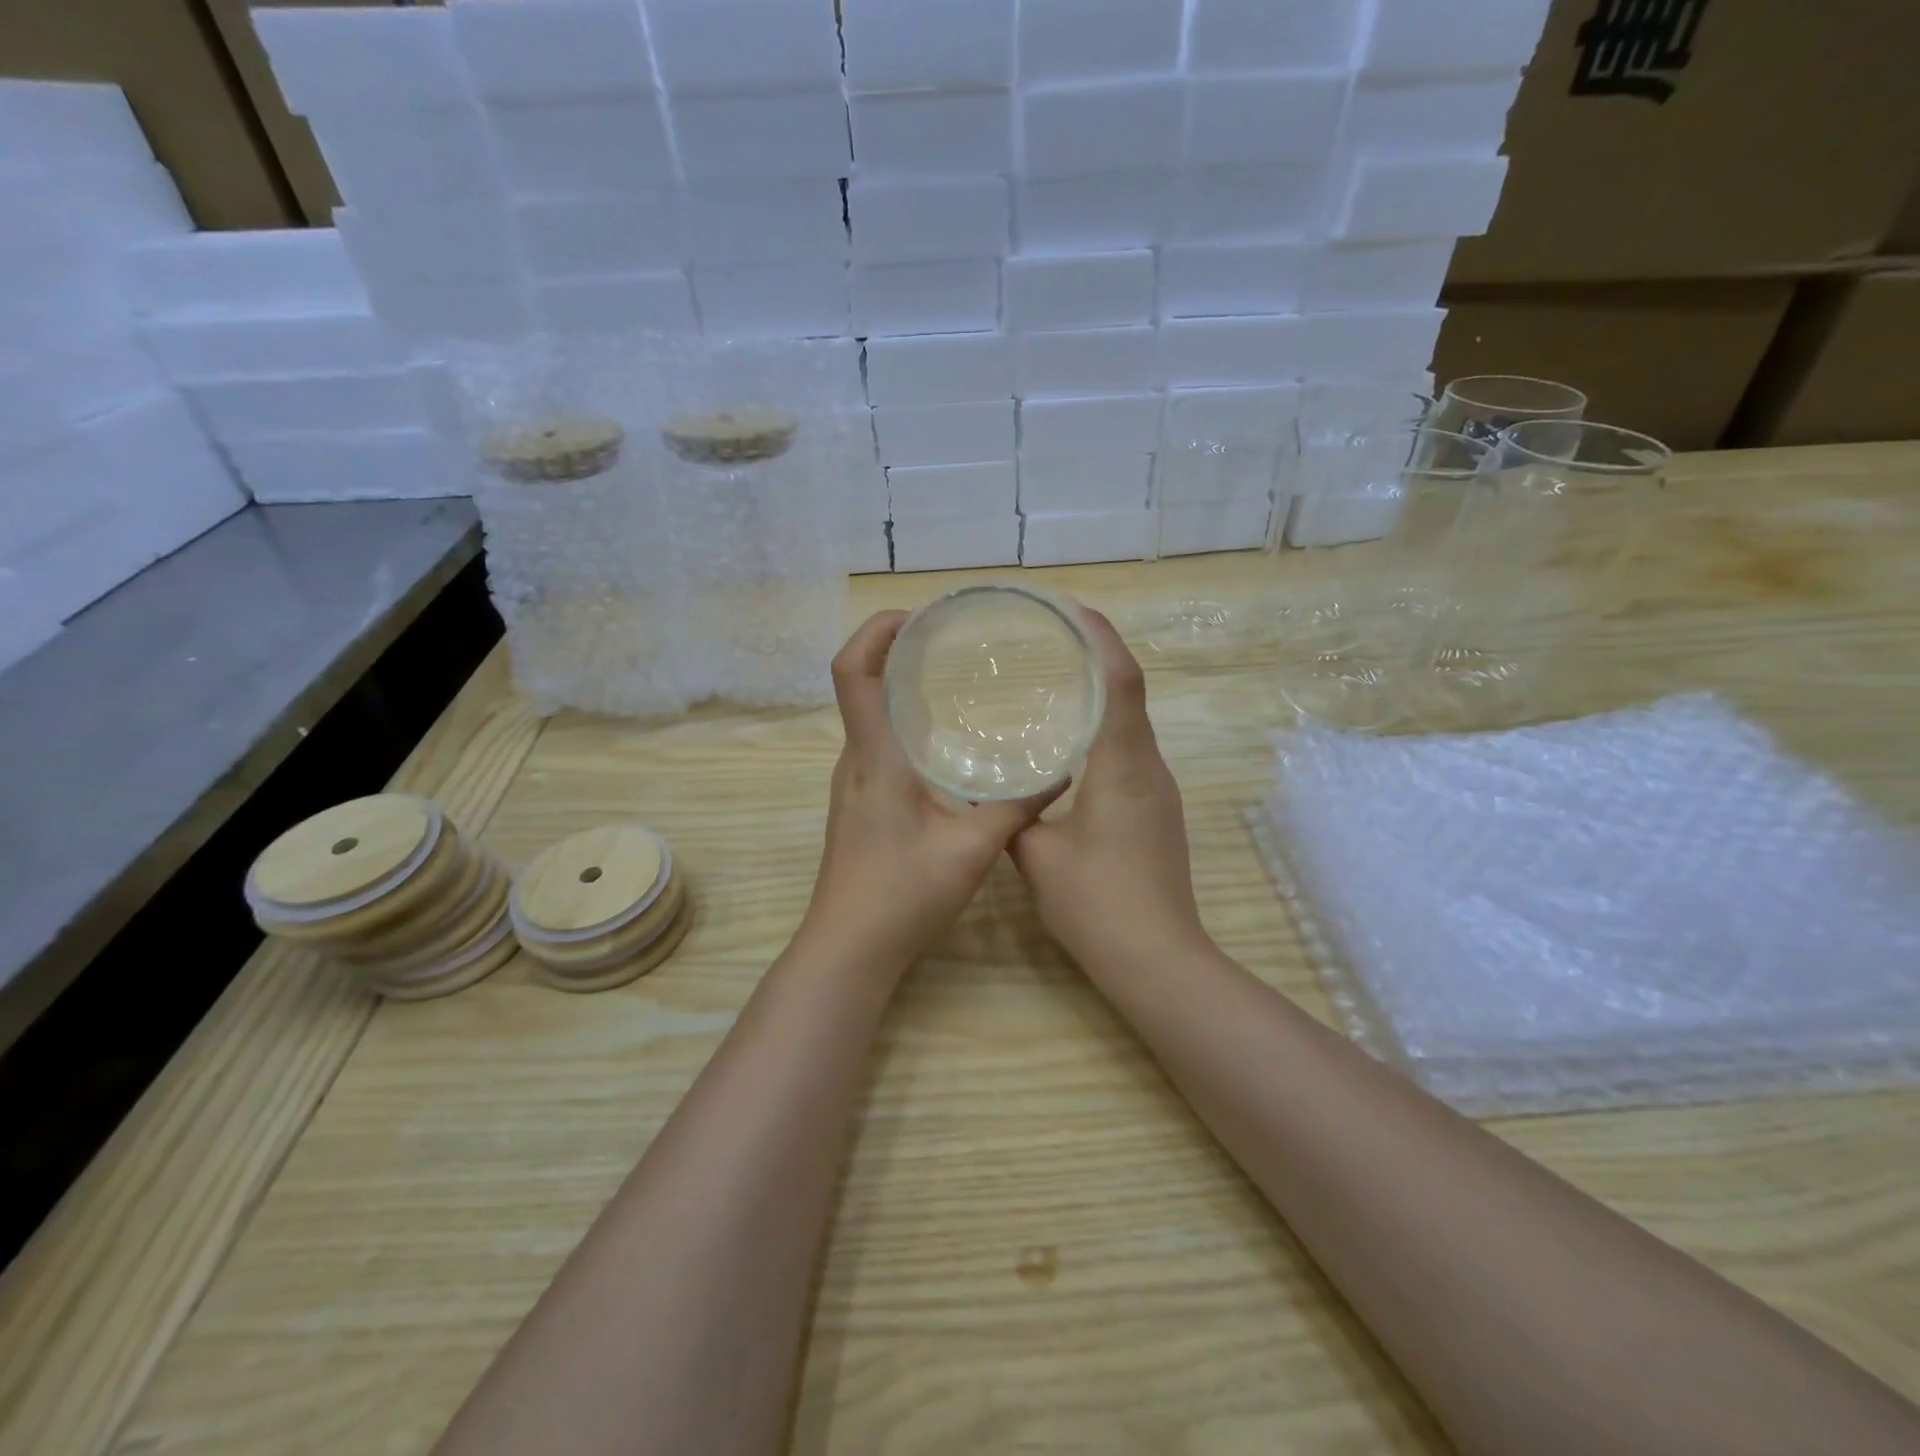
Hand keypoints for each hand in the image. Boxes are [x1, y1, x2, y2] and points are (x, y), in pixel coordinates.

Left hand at [801, 611, 1064, 973]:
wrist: (849, 948)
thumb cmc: (902, 895)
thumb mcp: (971, 849)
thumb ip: (1016, 808)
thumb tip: (1060, 772)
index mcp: (875, 757)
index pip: (852, 672)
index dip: (874, 631)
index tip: (915, 616)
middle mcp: (856, 760)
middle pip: (860, 684)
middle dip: (895, 650)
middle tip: (949, 641)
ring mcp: (854, 782)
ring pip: (870, 716)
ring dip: (900, 688)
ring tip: (952, 679)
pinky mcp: (861, 803)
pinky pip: (878, 744)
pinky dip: (904, 724)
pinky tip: (945, 743)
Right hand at [1009, 609, 1208, 972]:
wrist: (1157, 958)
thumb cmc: (1097, 903)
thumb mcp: (1037, 855)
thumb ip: (1013, 815)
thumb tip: (994, 793)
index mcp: (1123, 766)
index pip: (1121, 682)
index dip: (1101, 638)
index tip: (1072, 610)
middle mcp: (1149, 768)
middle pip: (1131, 693)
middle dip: (1099, 656)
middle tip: (1053, 638)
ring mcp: (1158, 791)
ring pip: (1132, 724)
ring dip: (1103, 693)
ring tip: (1057, 679)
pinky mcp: (1156, 812)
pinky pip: (1131, 752)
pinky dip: (1105, 729)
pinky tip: (1072, 742)